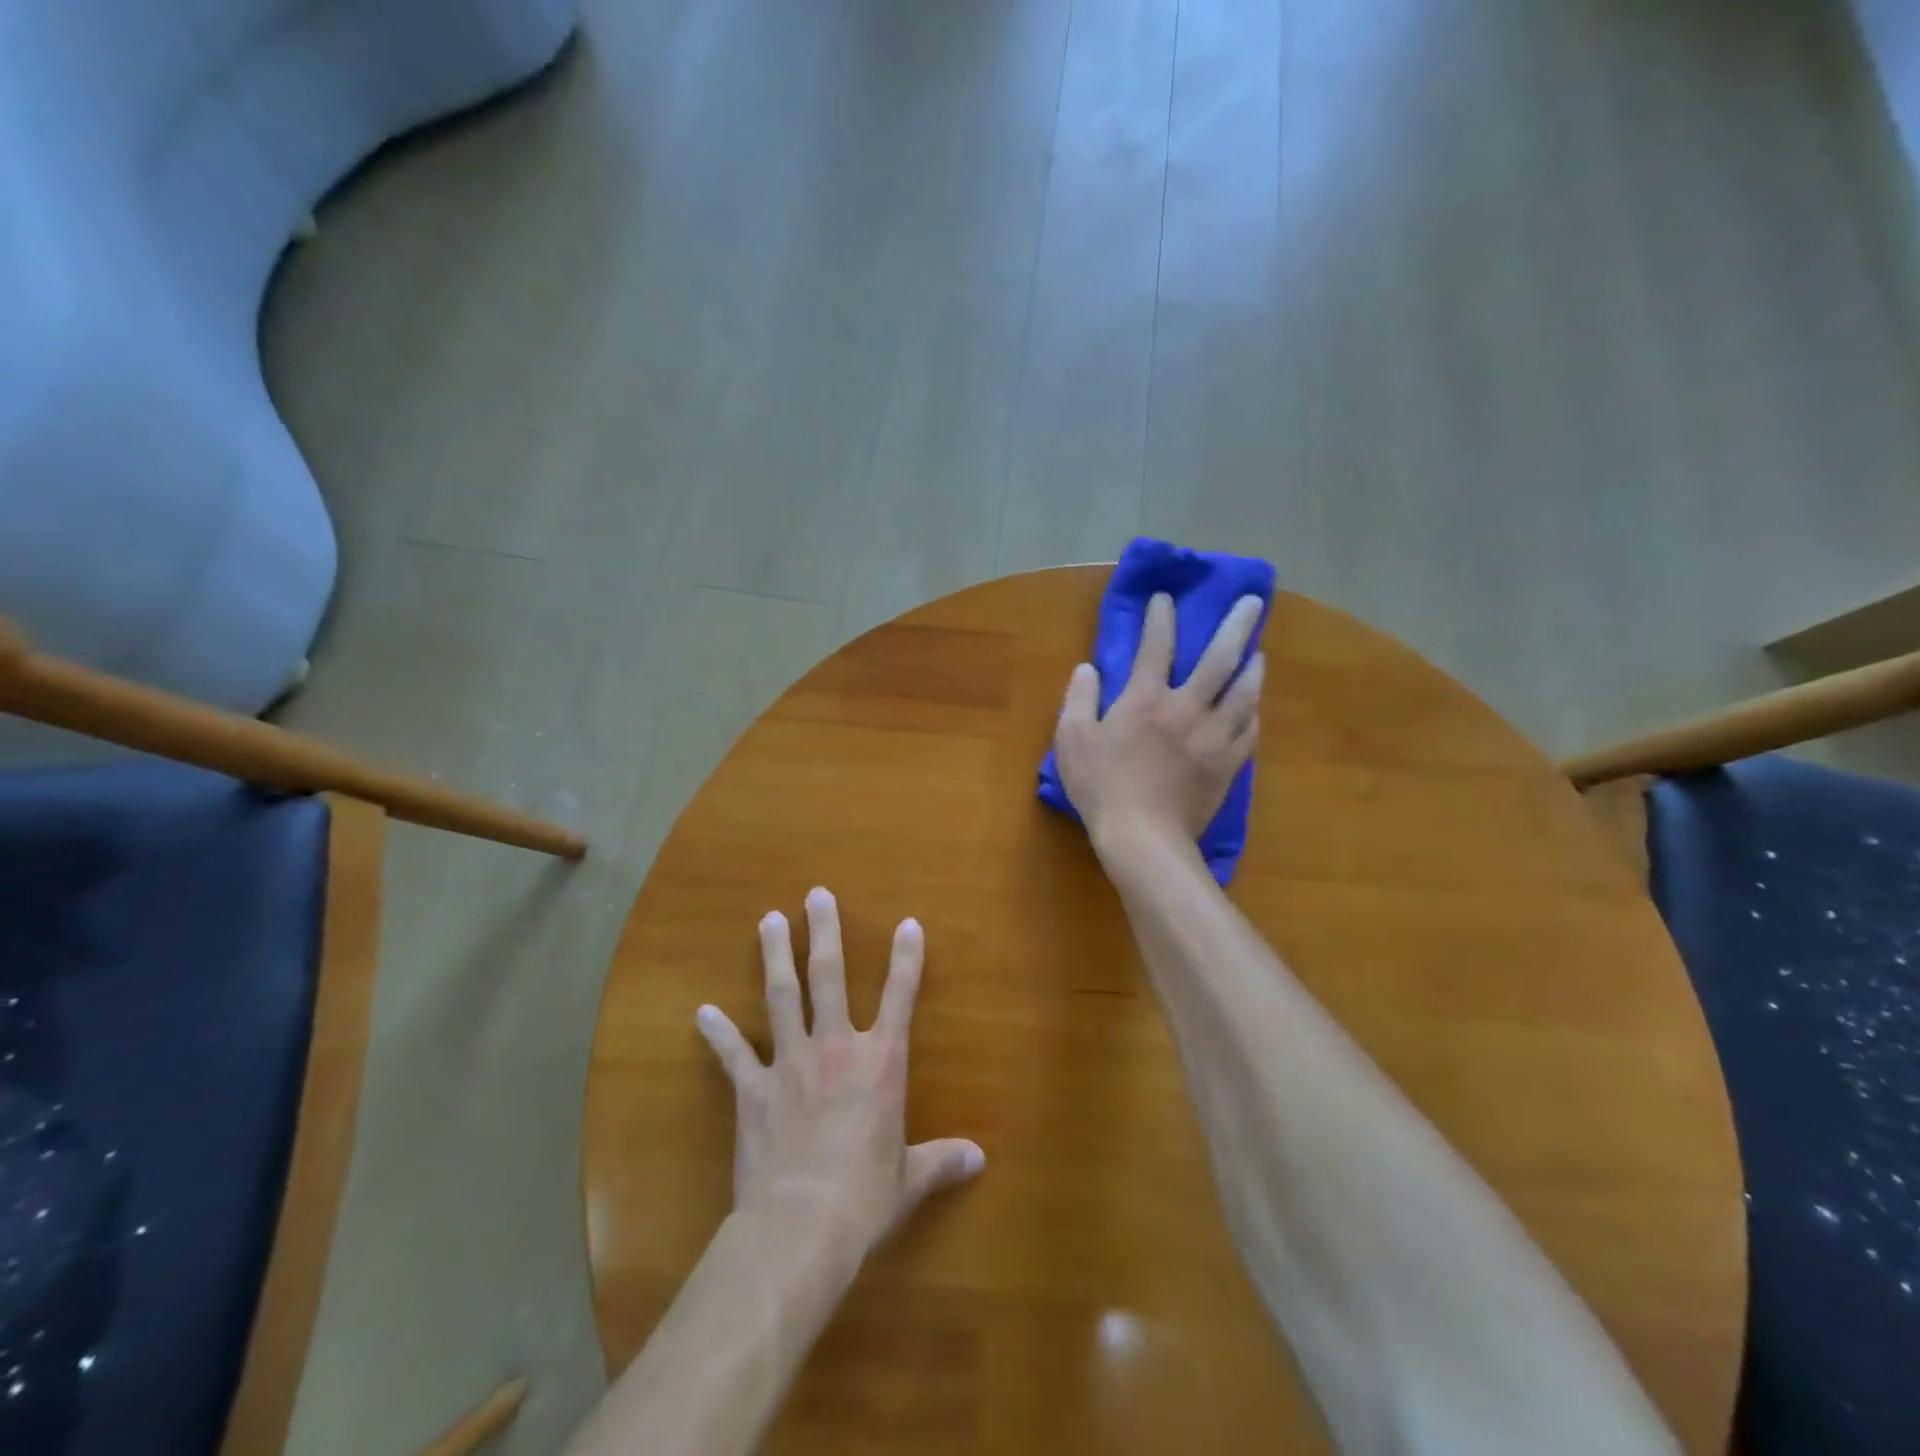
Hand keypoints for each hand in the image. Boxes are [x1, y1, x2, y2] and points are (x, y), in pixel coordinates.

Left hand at [694, 888, 984, 1260]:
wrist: (800, 1227)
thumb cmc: (864, 1198)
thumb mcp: (909, 1180)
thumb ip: (941, 1161)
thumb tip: (980, 1159)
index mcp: (880, 1062)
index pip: (900, 997)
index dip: (906, 959)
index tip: (908, 923)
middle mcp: (836, 1047)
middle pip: (828, 976)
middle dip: (823, 932)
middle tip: (815, 895)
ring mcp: (790, 1062)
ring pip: (782, 996)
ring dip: (775, 956)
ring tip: (768, 920)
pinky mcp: (754, 1089)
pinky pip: (734, 1054)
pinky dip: (718, 1033)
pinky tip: (702, 1012)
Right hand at [1053, 592, 1264, 855]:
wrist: (1143, 837)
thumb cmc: (1101, 786)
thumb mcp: (1072, 738)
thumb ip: (1079, 698)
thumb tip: (1088, 668)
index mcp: (1146, 698)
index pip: (1157, 646)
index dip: (1161, 618)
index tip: (1166, 599)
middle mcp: (1187, 708)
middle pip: (1220, 659)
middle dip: (1237, 626)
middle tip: (1254, 603)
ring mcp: (1213, 737)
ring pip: (1244, 693)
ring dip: (1253, 668)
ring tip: (1258, 655)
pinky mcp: (1227, 765)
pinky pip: (1248, 732)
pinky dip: (1251, 714)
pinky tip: (1253, 709)